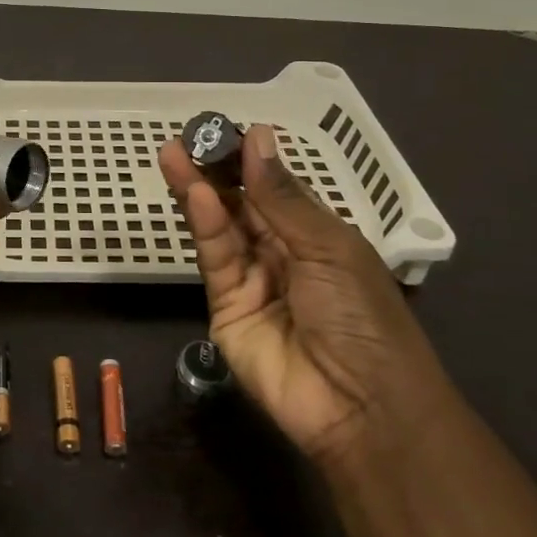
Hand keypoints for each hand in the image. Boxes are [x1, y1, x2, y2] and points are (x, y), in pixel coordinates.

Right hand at [159, 125, 453, 463]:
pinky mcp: (225, 306)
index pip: (275, 189)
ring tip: (174, 154)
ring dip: (199, 190)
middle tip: (187, 136)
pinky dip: (205, 224)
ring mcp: (252, 281)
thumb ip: (281, 196)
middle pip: (242, 204)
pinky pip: (215, 259)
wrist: (362, 407)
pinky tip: (195, 194)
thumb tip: (258, 136)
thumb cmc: (362, 316)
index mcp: (317, 236)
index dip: (250, 160)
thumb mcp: (328, 247)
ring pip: (221, 227)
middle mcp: (282, 253)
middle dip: (216, 170)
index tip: (223, 129)